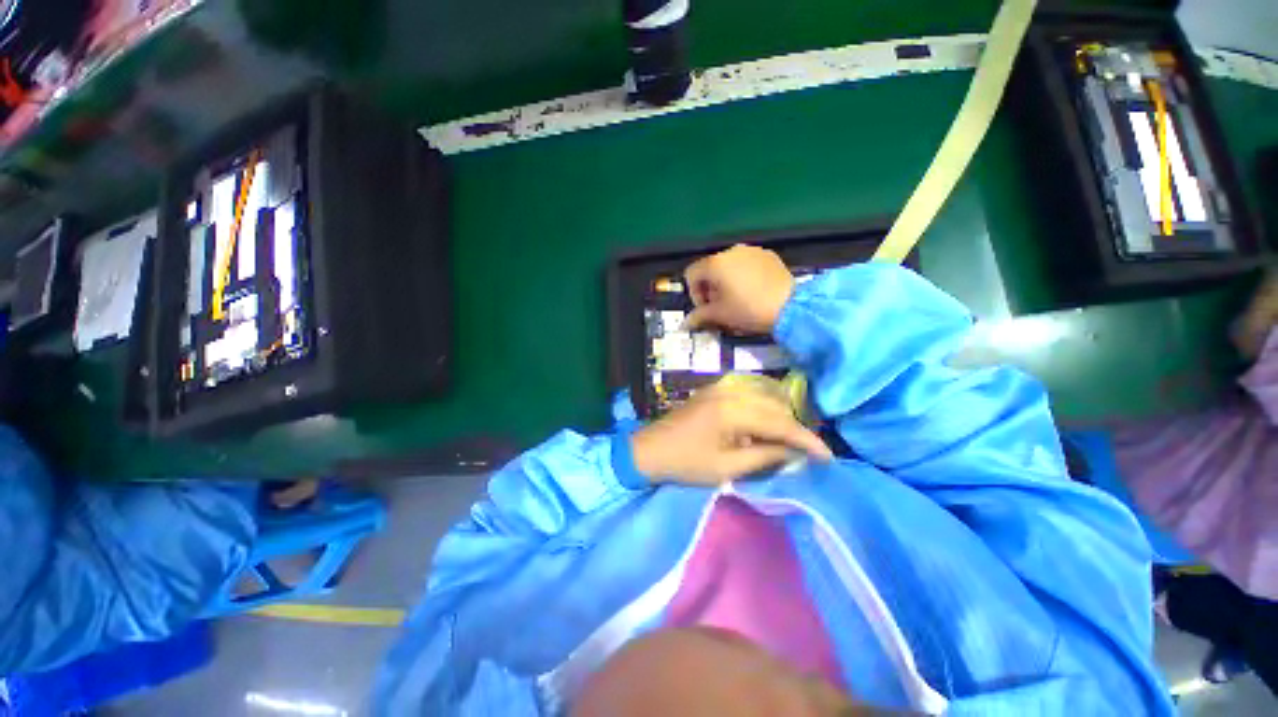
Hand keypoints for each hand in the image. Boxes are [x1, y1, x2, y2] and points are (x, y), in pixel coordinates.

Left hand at [631, 384, 831, 485]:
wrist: (648, 450)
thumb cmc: (686, 463)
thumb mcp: (727, 467)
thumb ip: (765, 456)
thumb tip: (795, 453)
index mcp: (734, 410)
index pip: (781, 422)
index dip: (807, 440)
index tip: (828, 457)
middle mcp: (731, 392)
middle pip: (776, 406)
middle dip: (795, 429)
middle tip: (809, 453)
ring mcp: (721, 389)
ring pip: (764, 400)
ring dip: (780, 420)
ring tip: (790, 444)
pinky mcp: (715, 392)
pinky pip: (749, 398)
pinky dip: (762, 413)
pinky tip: (765, 430)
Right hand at [684, 245, 794, 333]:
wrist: (790, 307)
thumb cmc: (748, 309)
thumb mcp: (720, 315)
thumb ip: (699, 316)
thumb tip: (684, 324)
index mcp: (715, 263)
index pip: (692, 274)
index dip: (694, 294)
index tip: (706, 309)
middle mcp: (731, 251)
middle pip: (710, 269)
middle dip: (710, 289)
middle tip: (721, 308)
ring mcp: (752, 251)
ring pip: (729, 266)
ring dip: (726, 283)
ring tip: (738, 301)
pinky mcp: (768, 255)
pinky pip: (747, 264)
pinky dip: (743, 277)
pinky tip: (753, 293)